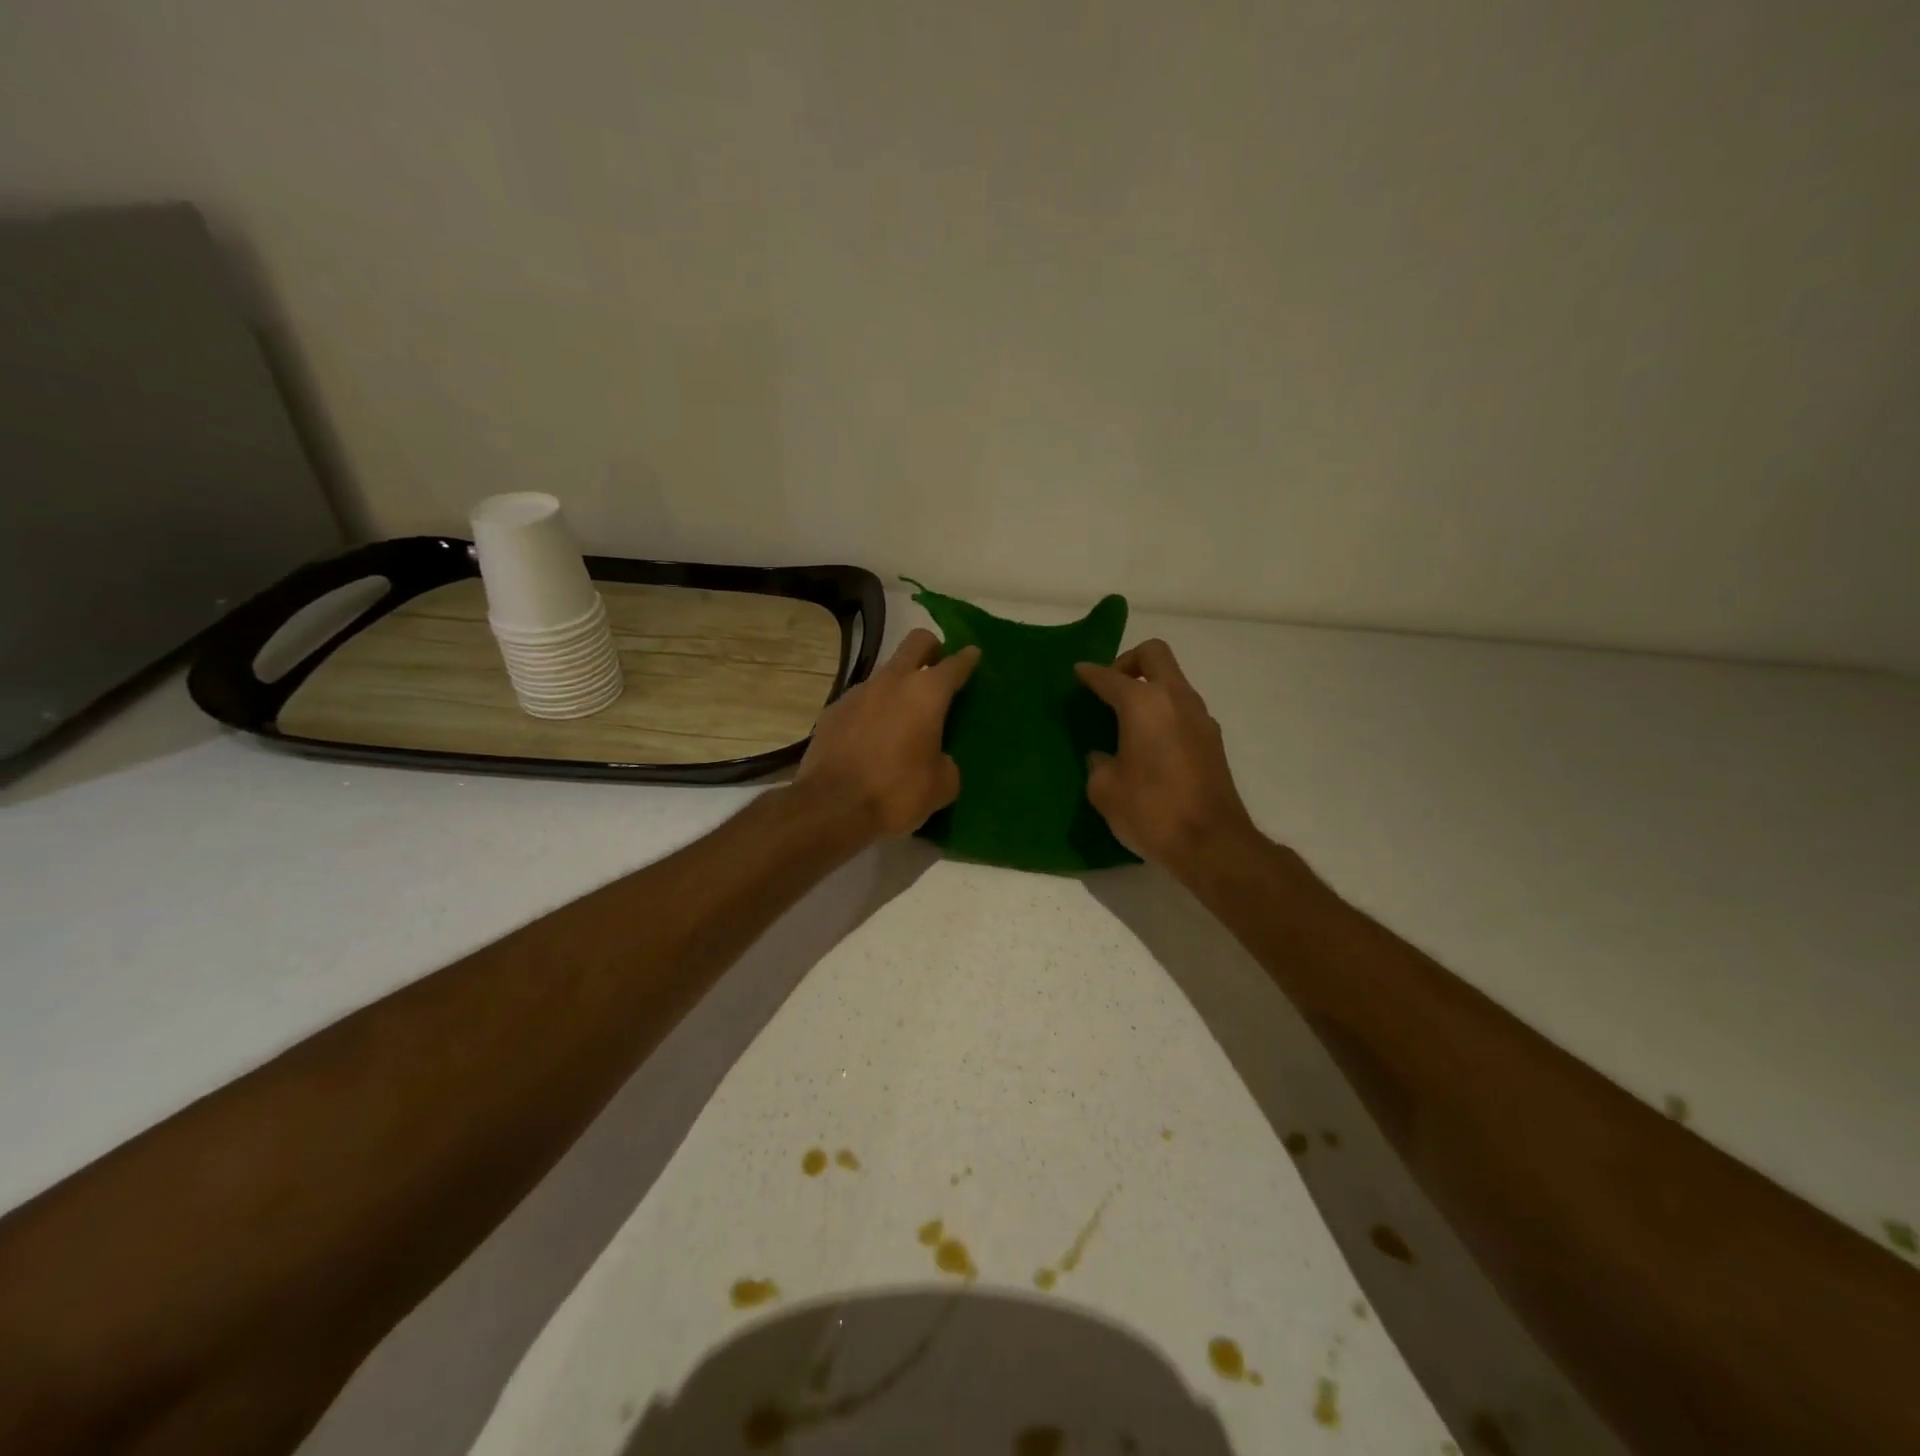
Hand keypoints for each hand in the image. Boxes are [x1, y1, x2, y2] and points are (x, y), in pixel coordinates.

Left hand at [795, 628, 979, 840]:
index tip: (973, 654)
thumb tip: (938, 759)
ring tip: (904, 713)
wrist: (831, 807)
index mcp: (926, 694)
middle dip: (931, 648)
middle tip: (939, 666)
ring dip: (899, 683)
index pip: (954, 665)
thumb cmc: (896, 793)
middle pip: (916, 643)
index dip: (967, 659)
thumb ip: (947, 763)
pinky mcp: (832, 711)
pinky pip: (861, 700)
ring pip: (886, 672)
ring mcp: (857, 692)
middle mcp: (892, 681)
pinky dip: (872, 709)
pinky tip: (873, 736)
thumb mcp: (941, 786)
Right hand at [1075, 639, 1259, 878]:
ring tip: (1126, 719)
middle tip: (1109, 688)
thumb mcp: (1105, 789)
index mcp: (1143, 704)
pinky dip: (1164, 712)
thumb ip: (1099, 763)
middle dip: (1128, 662)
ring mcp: (1200, 718)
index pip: (1109, 677)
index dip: (1089, 674)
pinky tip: (1149, 743)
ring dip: (1149, 688)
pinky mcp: (1213, 740)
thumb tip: (1104, 756)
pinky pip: (1183, 708)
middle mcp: (1175, 699)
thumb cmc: (1151, 810)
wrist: (1212, 843)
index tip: (1077, 673)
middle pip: (1154, 654)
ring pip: (1173, 681)